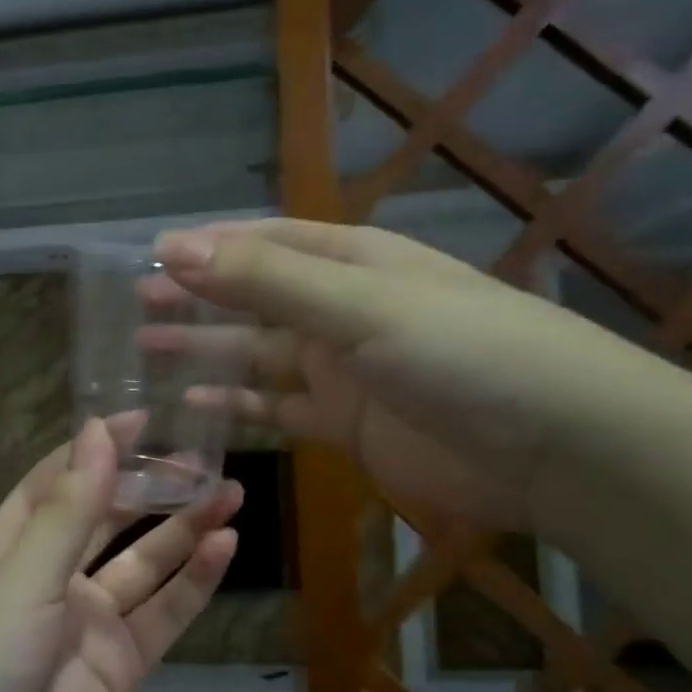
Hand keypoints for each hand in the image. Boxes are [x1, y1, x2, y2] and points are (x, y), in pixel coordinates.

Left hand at [0, 419, 239, 691]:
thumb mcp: (22, 578)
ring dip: (183, 530)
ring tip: (229, 494)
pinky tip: (224, 549)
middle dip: (151, 488)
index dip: (99, 448)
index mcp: (11, 546)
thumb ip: (69, 509)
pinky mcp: (118, 667)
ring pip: (144, 564)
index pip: (60, 481)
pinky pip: (162, 616)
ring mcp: (86, 623)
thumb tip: (98, 429)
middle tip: (202, 458)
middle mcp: (50, 577)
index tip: (146, 418)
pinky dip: (193, 584)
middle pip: (108, 519)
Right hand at [155, 219, 645, 528]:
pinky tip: (196, 406)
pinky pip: (278, 410)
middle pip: (253, 300)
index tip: (147, 257)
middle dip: (196, 300)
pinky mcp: (347, 425)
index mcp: (351, 262)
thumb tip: (174, 246)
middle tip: (134, 307)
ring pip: (257, 357)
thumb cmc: (462, 354)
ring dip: (207, 354)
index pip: (263, 244)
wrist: (557, 447)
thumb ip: (265, 281)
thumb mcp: (359, 307)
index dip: (207, 249)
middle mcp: (342, 310)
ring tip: (146, 354)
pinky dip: (238, 408)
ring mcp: (344, 370)